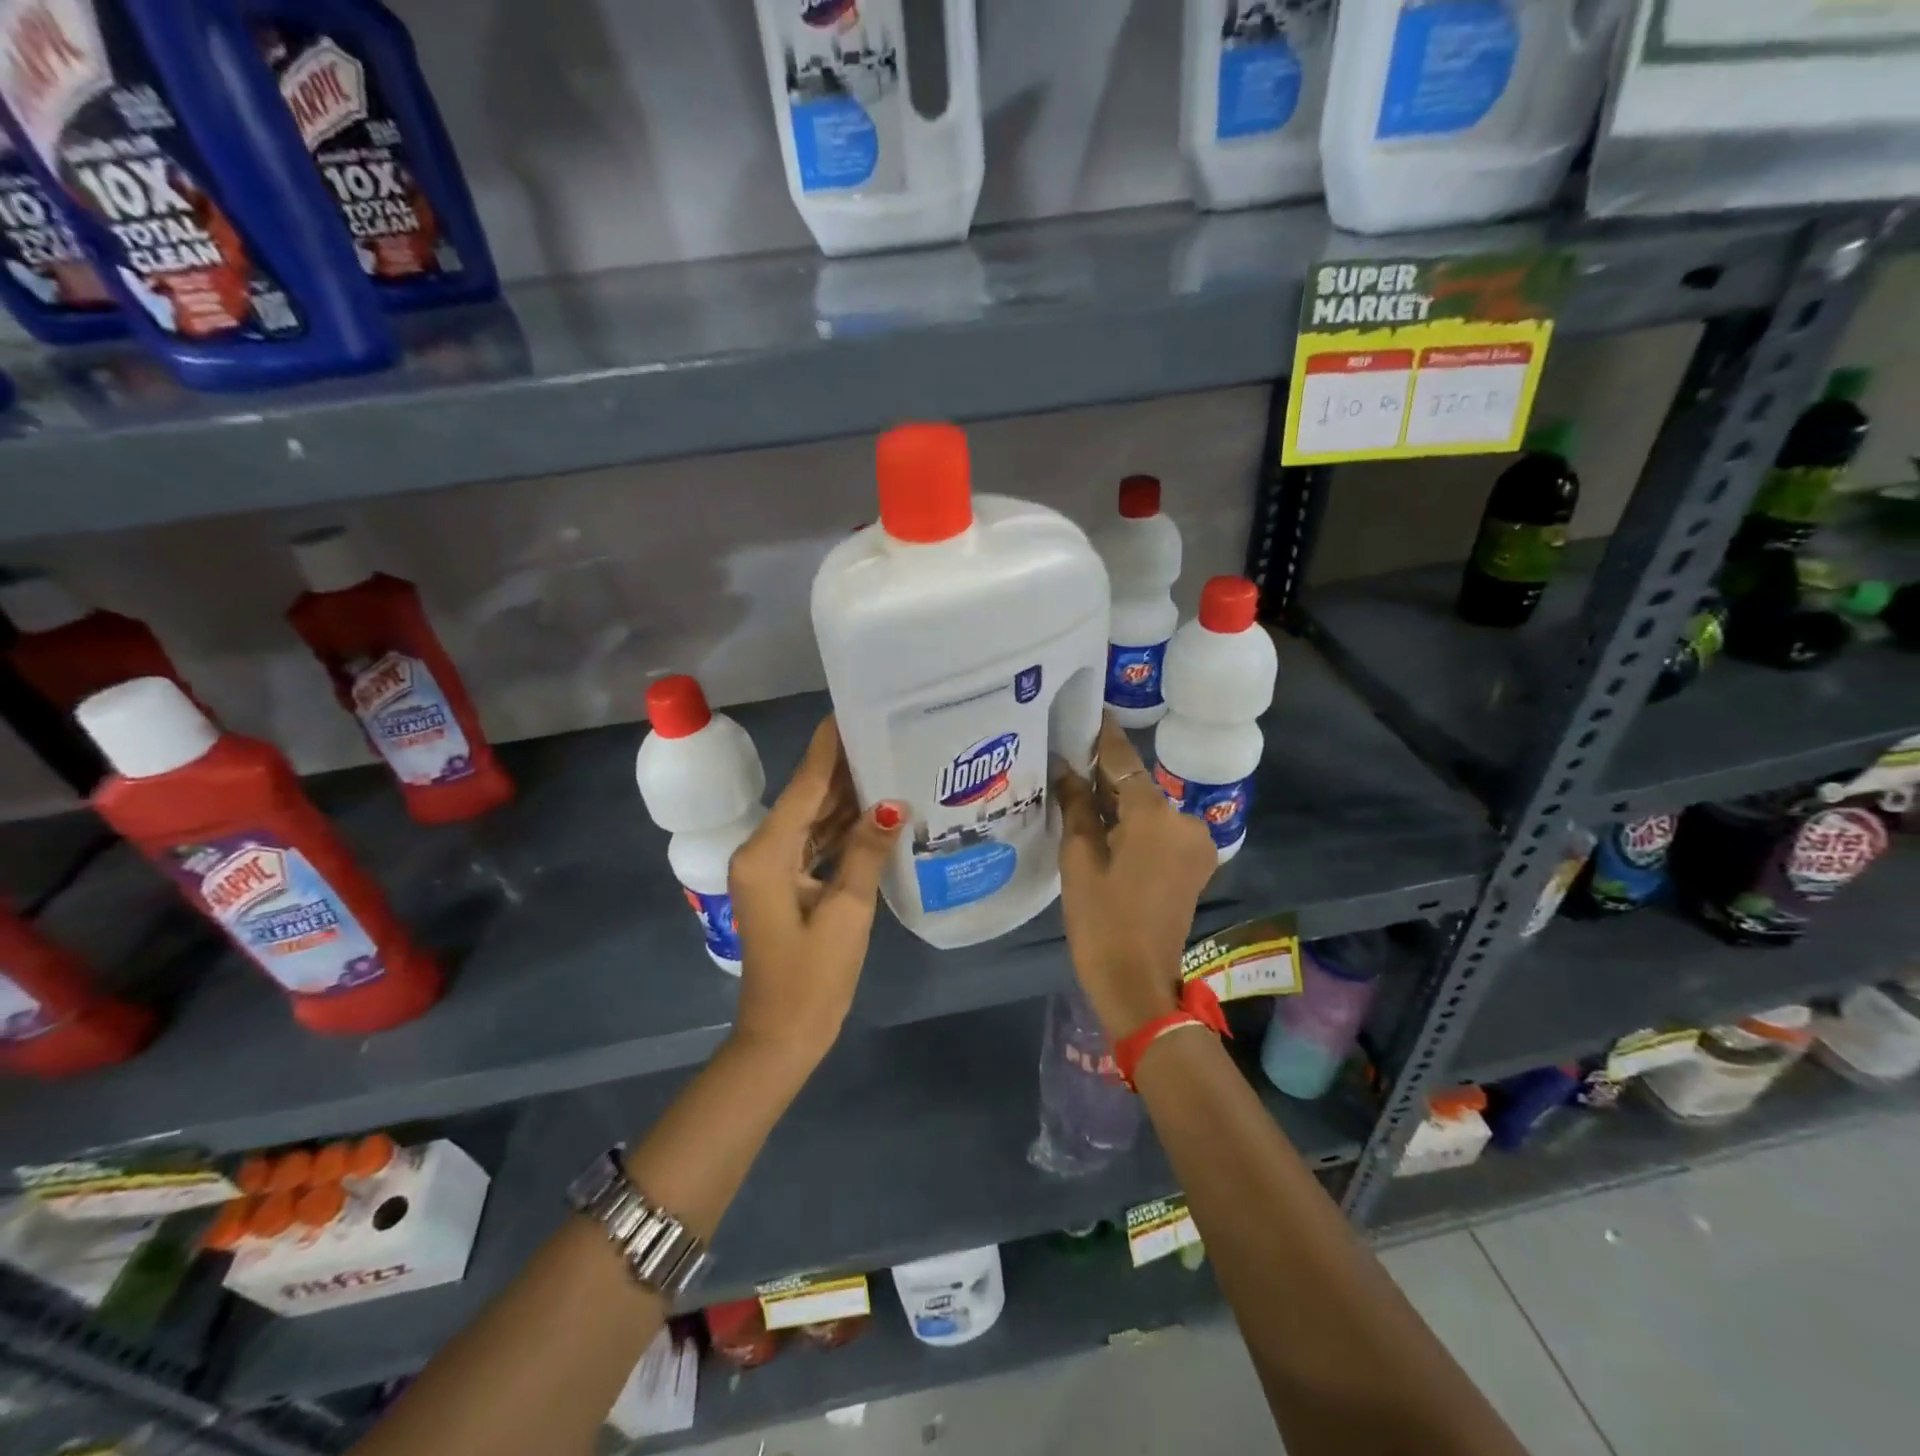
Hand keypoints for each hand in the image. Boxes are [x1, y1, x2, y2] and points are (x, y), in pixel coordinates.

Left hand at [728, 716, 904, 1066]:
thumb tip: (893, 805)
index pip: (805, 786)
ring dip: (846, 797)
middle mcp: (762, 851)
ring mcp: (771, 869)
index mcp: (767, 853)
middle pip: (807, 798)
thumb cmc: (813, 980)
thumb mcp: (847, 913)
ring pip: (812, 820)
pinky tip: (875, 811)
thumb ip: (866, 852)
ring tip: (888, 761)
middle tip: (886, 733)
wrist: (781, 1037)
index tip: (851, 709)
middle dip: (844, 768)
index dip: (828, 747)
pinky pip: (815, 844)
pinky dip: (842, 829)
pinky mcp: (784, 884)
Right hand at [1053, 716, 1217, 1041]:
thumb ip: (1076, 807)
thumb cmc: (1101, 921)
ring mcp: (1195, 842)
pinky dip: (1134, 823)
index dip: (1103, 736)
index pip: (1124, 761)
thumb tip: (1067, 769)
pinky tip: (1104, 824)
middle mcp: (1184, 820)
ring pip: (1149, 808)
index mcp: (1154, 816)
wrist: (1139, 983)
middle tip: (1069, 759)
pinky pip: (1160, 829)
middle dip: (1105, 775)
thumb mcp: (1079, 860)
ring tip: (1079, 794)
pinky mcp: (1195, 862)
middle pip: (1138, 785)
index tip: (1088, 710)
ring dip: (1119, 802)